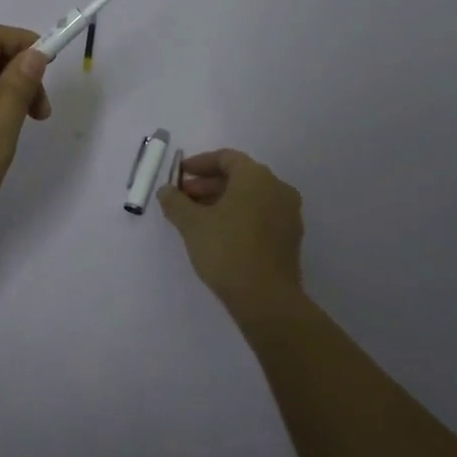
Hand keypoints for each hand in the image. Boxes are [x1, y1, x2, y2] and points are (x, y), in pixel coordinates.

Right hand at [158, 149, 305, 317]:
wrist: (266, 299)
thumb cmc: (227, 250)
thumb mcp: (192, 224)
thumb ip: (175, 202)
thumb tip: (165, 190)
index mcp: (256, 177)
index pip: (226, 158)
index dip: (200, 164)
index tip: (180, 175)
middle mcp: (277, 188)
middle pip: (239, 177)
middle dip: (208, 185)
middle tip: (183, 198)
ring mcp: (288, 213)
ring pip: (251, 197)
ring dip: (222, 201)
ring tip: (197, 218)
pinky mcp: (290, 237)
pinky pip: (261, 214)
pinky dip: (240, 216)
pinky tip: (219, 234)